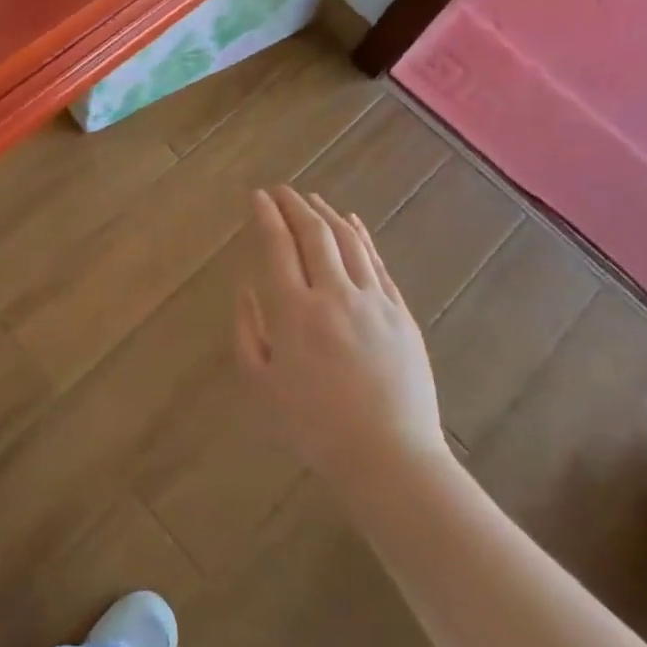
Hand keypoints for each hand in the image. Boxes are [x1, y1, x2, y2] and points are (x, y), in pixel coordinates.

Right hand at [237, 186, 448, 493]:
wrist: (387, 456)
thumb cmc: (313, 426)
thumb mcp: (260, 385)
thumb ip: (246, 331)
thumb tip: (246, 288)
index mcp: (293, 311)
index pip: (278, 246)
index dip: (267, 215)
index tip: (258, 196)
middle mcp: (333, 294)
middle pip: (314, 233)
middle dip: (294, 205)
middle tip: (281, 190)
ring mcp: (372, 301)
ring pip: (348, 241)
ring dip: (326, 214)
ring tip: (312, 199)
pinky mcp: (400, 313)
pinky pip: (377, 262)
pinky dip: (361, 236)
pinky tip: (352, 223)